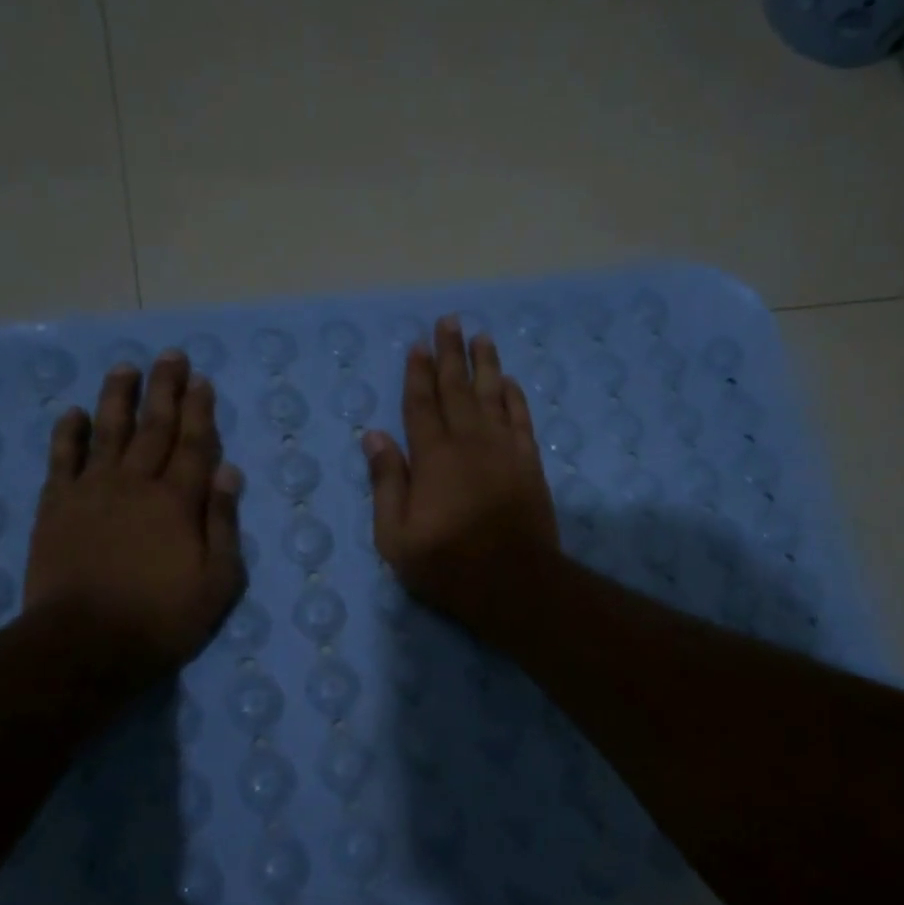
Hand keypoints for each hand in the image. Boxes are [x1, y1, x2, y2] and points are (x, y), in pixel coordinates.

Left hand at [26, 352, 245, 680]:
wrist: (85, 644)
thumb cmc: (162, 618)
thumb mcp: (217, 581)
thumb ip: (223, 523)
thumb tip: (229, 473)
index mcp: (178, 502)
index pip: (194, 445)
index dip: (200, 411)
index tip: (202, 381)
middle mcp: (136, 484)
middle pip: (154, 428)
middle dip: (165, 389)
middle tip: (170, 356)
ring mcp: (92, 492)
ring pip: (107, 432)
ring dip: (118, 398)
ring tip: (125, 368)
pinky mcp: (56, 507)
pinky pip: (62, 460)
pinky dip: (67, 434)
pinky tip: (71, 413)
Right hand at [364, 316, 560, 643]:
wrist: (514, 583)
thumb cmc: (447, 564)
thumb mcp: (396, 536)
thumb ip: (386, 482)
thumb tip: (374, 436)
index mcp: (433, 457)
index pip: (421, 404)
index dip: (417, 373)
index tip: (417, 345)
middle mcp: (469, 442)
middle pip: (457, 388)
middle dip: (450, 353)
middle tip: (449, 321)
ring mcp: (503, 450)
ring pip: (493, 395)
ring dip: (485, 364)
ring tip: (481, 337)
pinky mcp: (528, 463)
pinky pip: (521, 419)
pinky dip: (515, 397)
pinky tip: (510, 382)